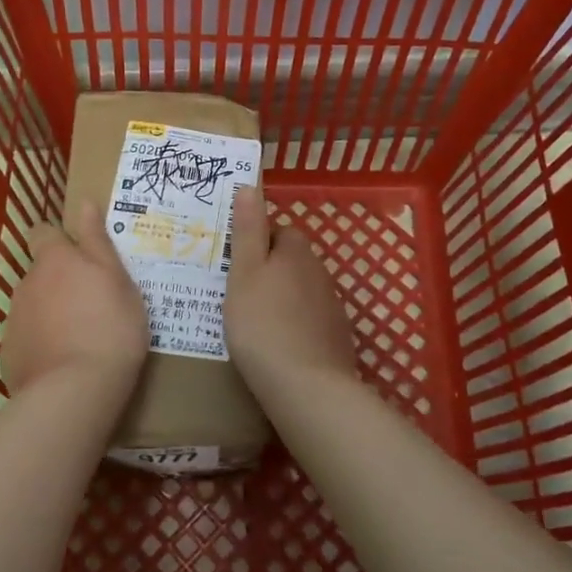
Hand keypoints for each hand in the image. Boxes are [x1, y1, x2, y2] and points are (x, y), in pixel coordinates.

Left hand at [3, 199, 148, 393]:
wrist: (75, 390)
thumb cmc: (110, 328)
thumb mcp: (117, 280)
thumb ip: (97, 241)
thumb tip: (85, 202)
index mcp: (55, 260)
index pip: (42, 232)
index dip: (57, 240)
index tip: (78, 256)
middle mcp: (27, 282)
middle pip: (40, 273)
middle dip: (59, 282)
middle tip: (91, 305)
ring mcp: (13, 319)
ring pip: (33, 306)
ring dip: (50, 313)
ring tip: (79, 339)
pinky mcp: (8, 352)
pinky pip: (27, 338)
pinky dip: (41, 344)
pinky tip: (63, 363)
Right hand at [224, 186, 359, 396]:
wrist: (307, 386)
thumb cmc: (263, 324)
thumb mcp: (244, 273)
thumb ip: (248, 230)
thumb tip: (250, 186)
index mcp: (296, 252)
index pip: (279, 230)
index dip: (256, 243)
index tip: (234, 263)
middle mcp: (320, 272)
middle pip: (292, 260)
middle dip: (269, 270)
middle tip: (238, 293)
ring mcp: (332, 306)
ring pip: (302, 290)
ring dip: (282, 298)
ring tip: (253, 322)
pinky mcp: (337, 337)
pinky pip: (310, 319)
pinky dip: (295, 325)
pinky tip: (278, 345)